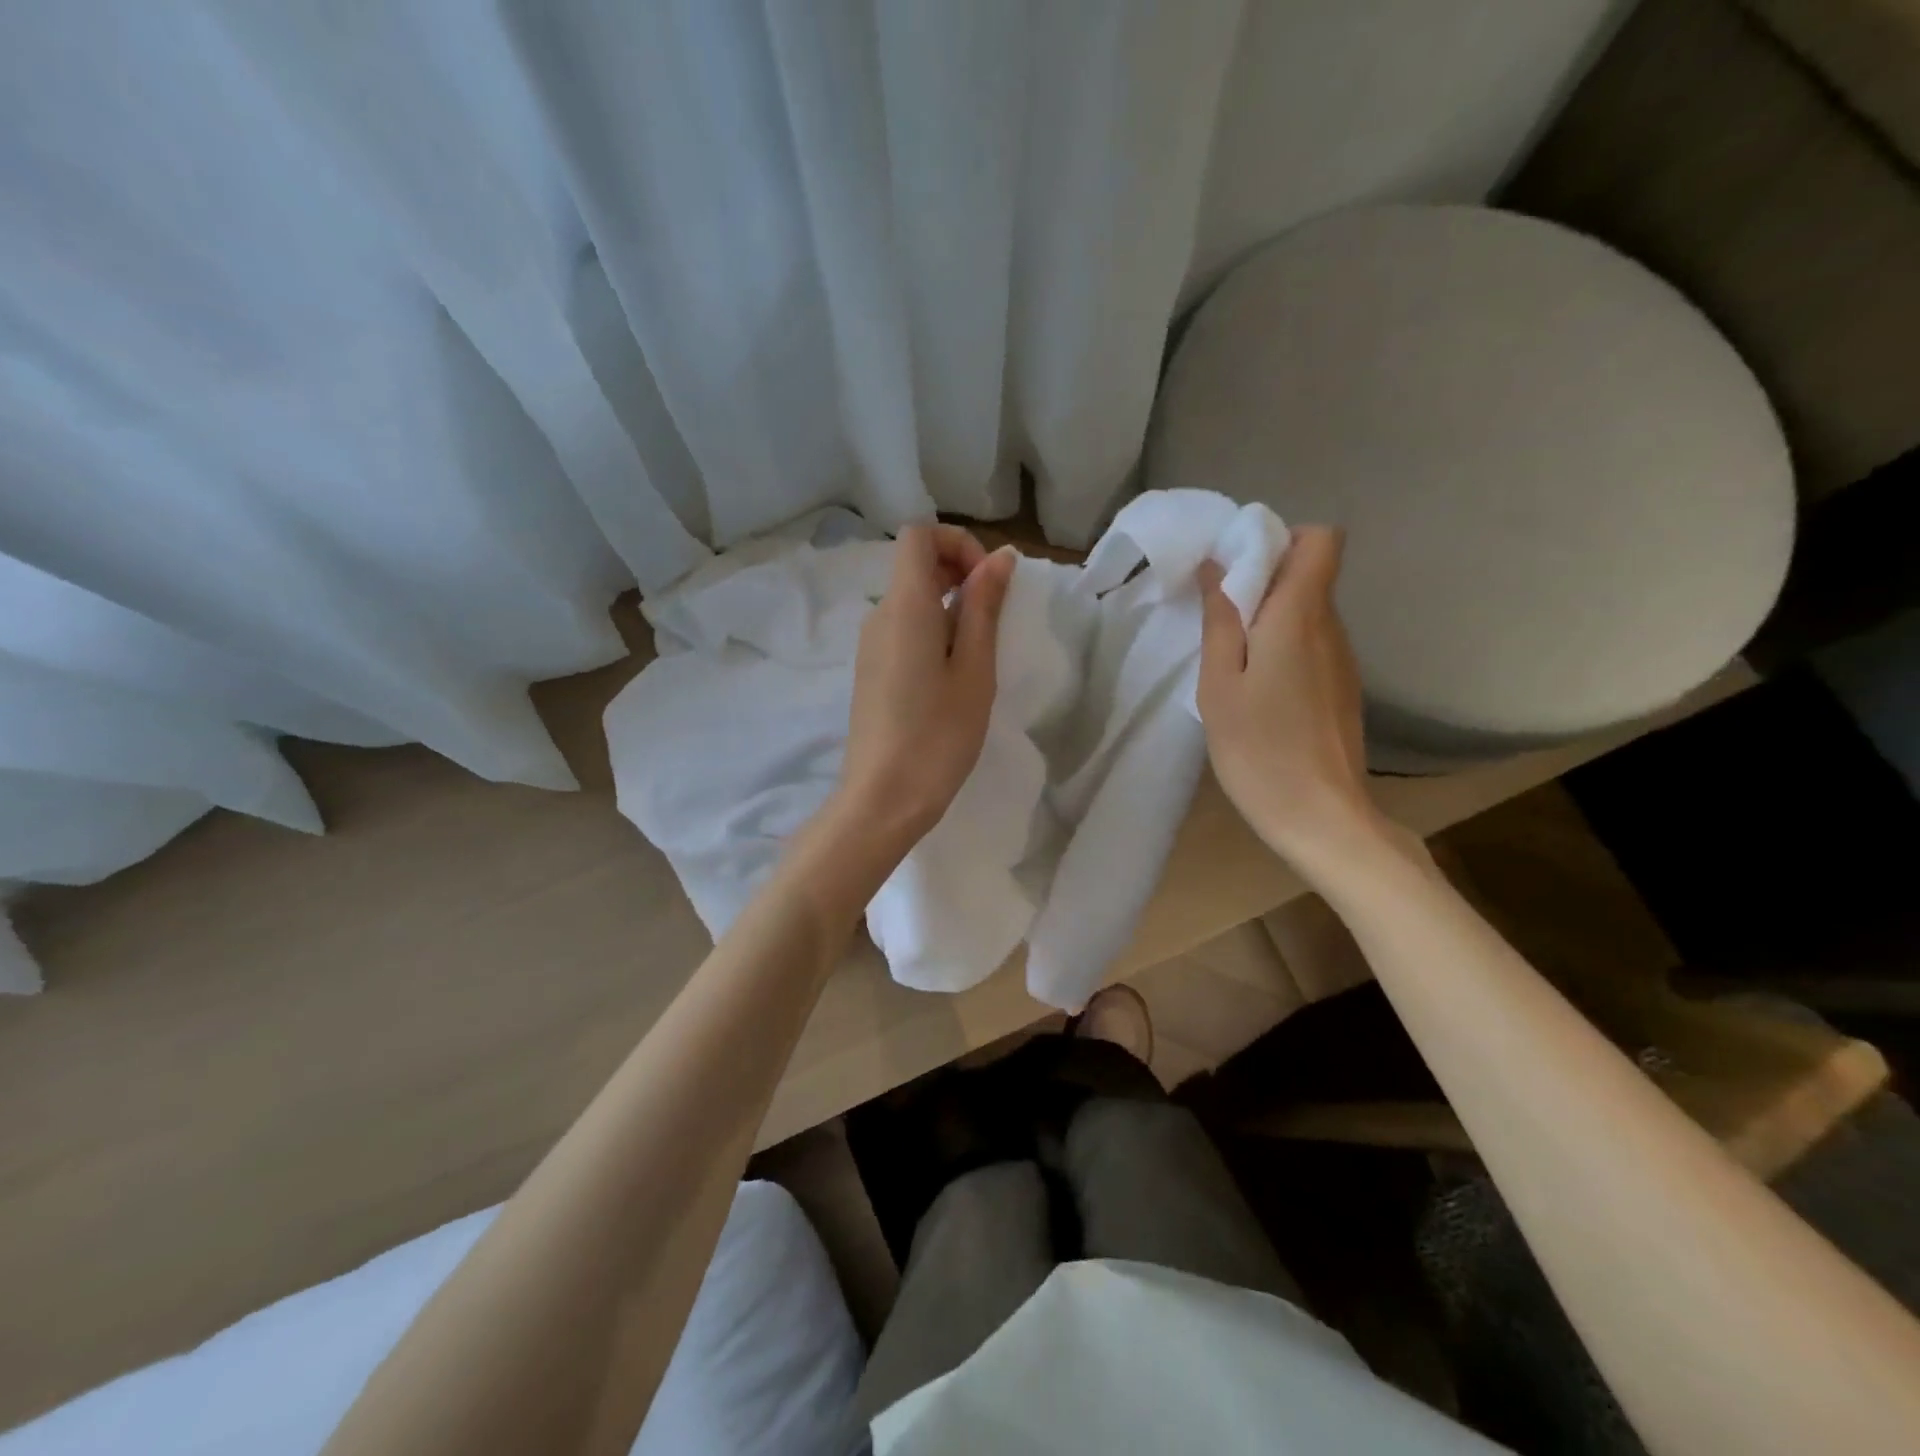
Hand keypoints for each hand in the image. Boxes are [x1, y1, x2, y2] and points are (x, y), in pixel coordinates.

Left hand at [837, 523, 1013, 846]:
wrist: (883, 798)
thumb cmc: (938, 735)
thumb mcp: (974, 670)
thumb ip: (984, 608)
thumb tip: (999, 558)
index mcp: (904, 606)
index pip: (918, 535)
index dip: (958, 543)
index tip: (988, 582)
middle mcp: (879, 616)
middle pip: (914, 565)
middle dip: (959, 572)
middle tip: (994, 617)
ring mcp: (870, 645)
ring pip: (910, 599)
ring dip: (949, 607)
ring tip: (978, 656)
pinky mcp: (870, 671)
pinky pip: (902, 629)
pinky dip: (932, 631)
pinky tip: (952, 676)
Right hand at [1197, 526, 1383, 875]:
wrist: (1322, 818)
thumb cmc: (1259, 749)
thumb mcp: (1219, 685)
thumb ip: (1220, 622)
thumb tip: (1216, 568)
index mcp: (1300, 616)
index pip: (1321, 540)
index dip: (1281, 540)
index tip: (1237, 568)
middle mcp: (1331, 627)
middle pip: (1310, 573)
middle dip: (1264, 578)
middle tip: (1217, 619)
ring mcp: (1342, 660)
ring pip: (1309, 610)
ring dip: (1270, 616)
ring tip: (1231, 660)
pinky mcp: (1341, 688)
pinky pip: (1312, 643)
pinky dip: (1282, 647)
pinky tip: (1257, 690)